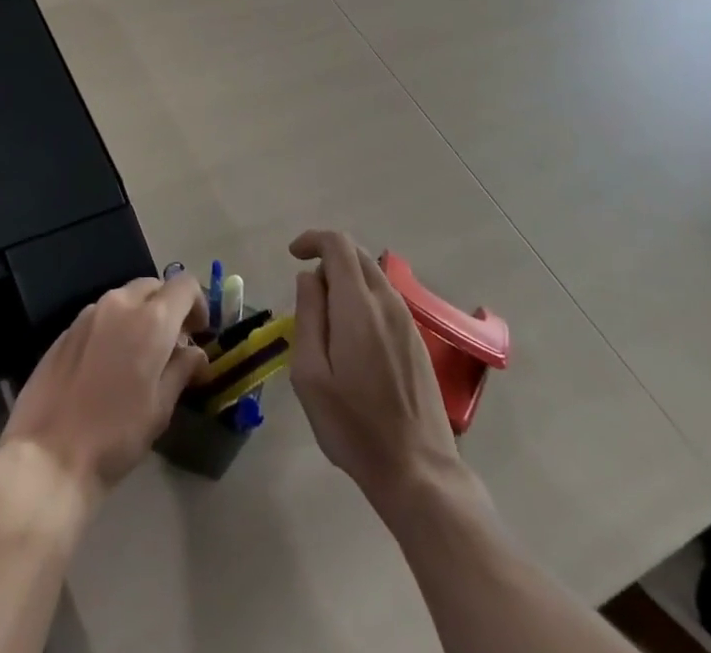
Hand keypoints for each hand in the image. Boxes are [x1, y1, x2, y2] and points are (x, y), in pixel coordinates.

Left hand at [0, 276, 207, 502]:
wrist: (48, 455)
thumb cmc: (115, 436)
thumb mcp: (160, 408)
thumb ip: (182, 370)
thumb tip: (196, 352)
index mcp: (150, 320)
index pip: (184, 285)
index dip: (199, 303)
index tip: (200, 333)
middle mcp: (119, 303)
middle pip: (154, 286)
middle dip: (169, 307)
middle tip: (174, 345)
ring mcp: (89, 312)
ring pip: (126, 298)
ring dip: (141, 315)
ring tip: (142, 356)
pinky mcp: (67, 328)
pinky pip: (101, 314)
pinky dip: (116, 326)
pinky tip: (110, 364)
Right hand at [288, 229, 476, 514]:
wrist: (418, 471)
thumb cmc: (354, 426)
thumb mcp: (310, 374)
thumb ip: (308, 316)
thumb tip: (308, 278)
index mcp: (358, 306)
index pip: (338, 244)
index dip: (312, 239)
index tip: (292, 256)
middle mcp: (387, 302)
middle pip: (357, 254)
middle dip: (328, 258)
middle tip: (308, 294)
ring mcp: (407, 320)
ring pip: (373, 275)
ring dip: (346, 280)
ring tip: (327, 321)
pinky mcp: (417, 340)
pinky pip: (386, 299)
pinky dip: (363, 298)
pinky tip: (354, 338)